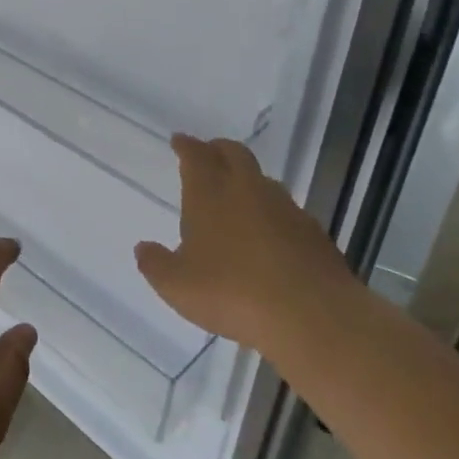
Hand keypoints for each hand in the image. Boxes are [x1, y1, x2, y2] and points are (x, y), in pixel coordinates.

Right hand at [135, 134, 348, 347]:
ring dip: (248, 181)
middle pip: (235, 154)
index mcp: (210, 194)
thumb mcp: (176, 285)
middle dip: (218, 150)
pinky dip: (273, 215)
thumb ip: (156, 264)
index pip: (196, 156)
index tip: (179, 141)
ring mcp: (287, 210)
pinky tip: (269, 237)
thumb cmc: (232, 293)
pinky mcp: (314, 235)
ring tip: (237, 196)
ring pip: (264, 181)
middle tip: (209, 154)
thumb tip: (144, 248)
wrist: (312, 317)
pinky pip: (288, 213)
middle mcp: (248, 191)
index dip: (186, 146)